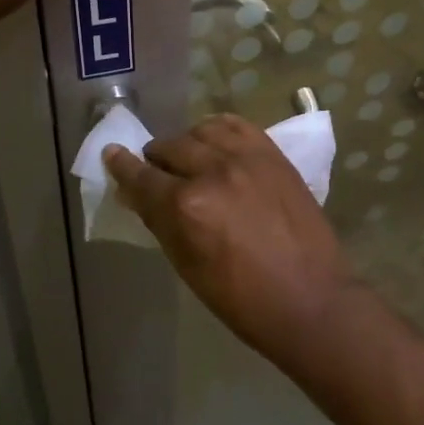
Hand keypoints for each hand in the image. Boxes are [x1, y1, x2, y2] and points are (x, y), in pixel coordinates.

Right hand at [103, 115, 354, 361]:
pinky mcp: (273, 153)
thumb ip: (160, 223)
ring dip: (188, 143)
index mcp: (186, 207)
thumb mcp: (188, 267)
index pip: (142, 177)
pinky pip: (236, 125)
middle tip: (158, 174)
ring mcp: (247, 157)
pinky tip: (217, 143)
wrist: (311, 299)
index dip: (122, 167)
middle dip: (156, 160)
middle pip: (169, 148)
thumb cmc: (242, 299)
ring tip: (191, 160)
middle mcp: (213, 171)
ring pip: (201, 130)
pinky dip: (219, 130)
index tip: (112, 155)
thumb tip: (136, 194)